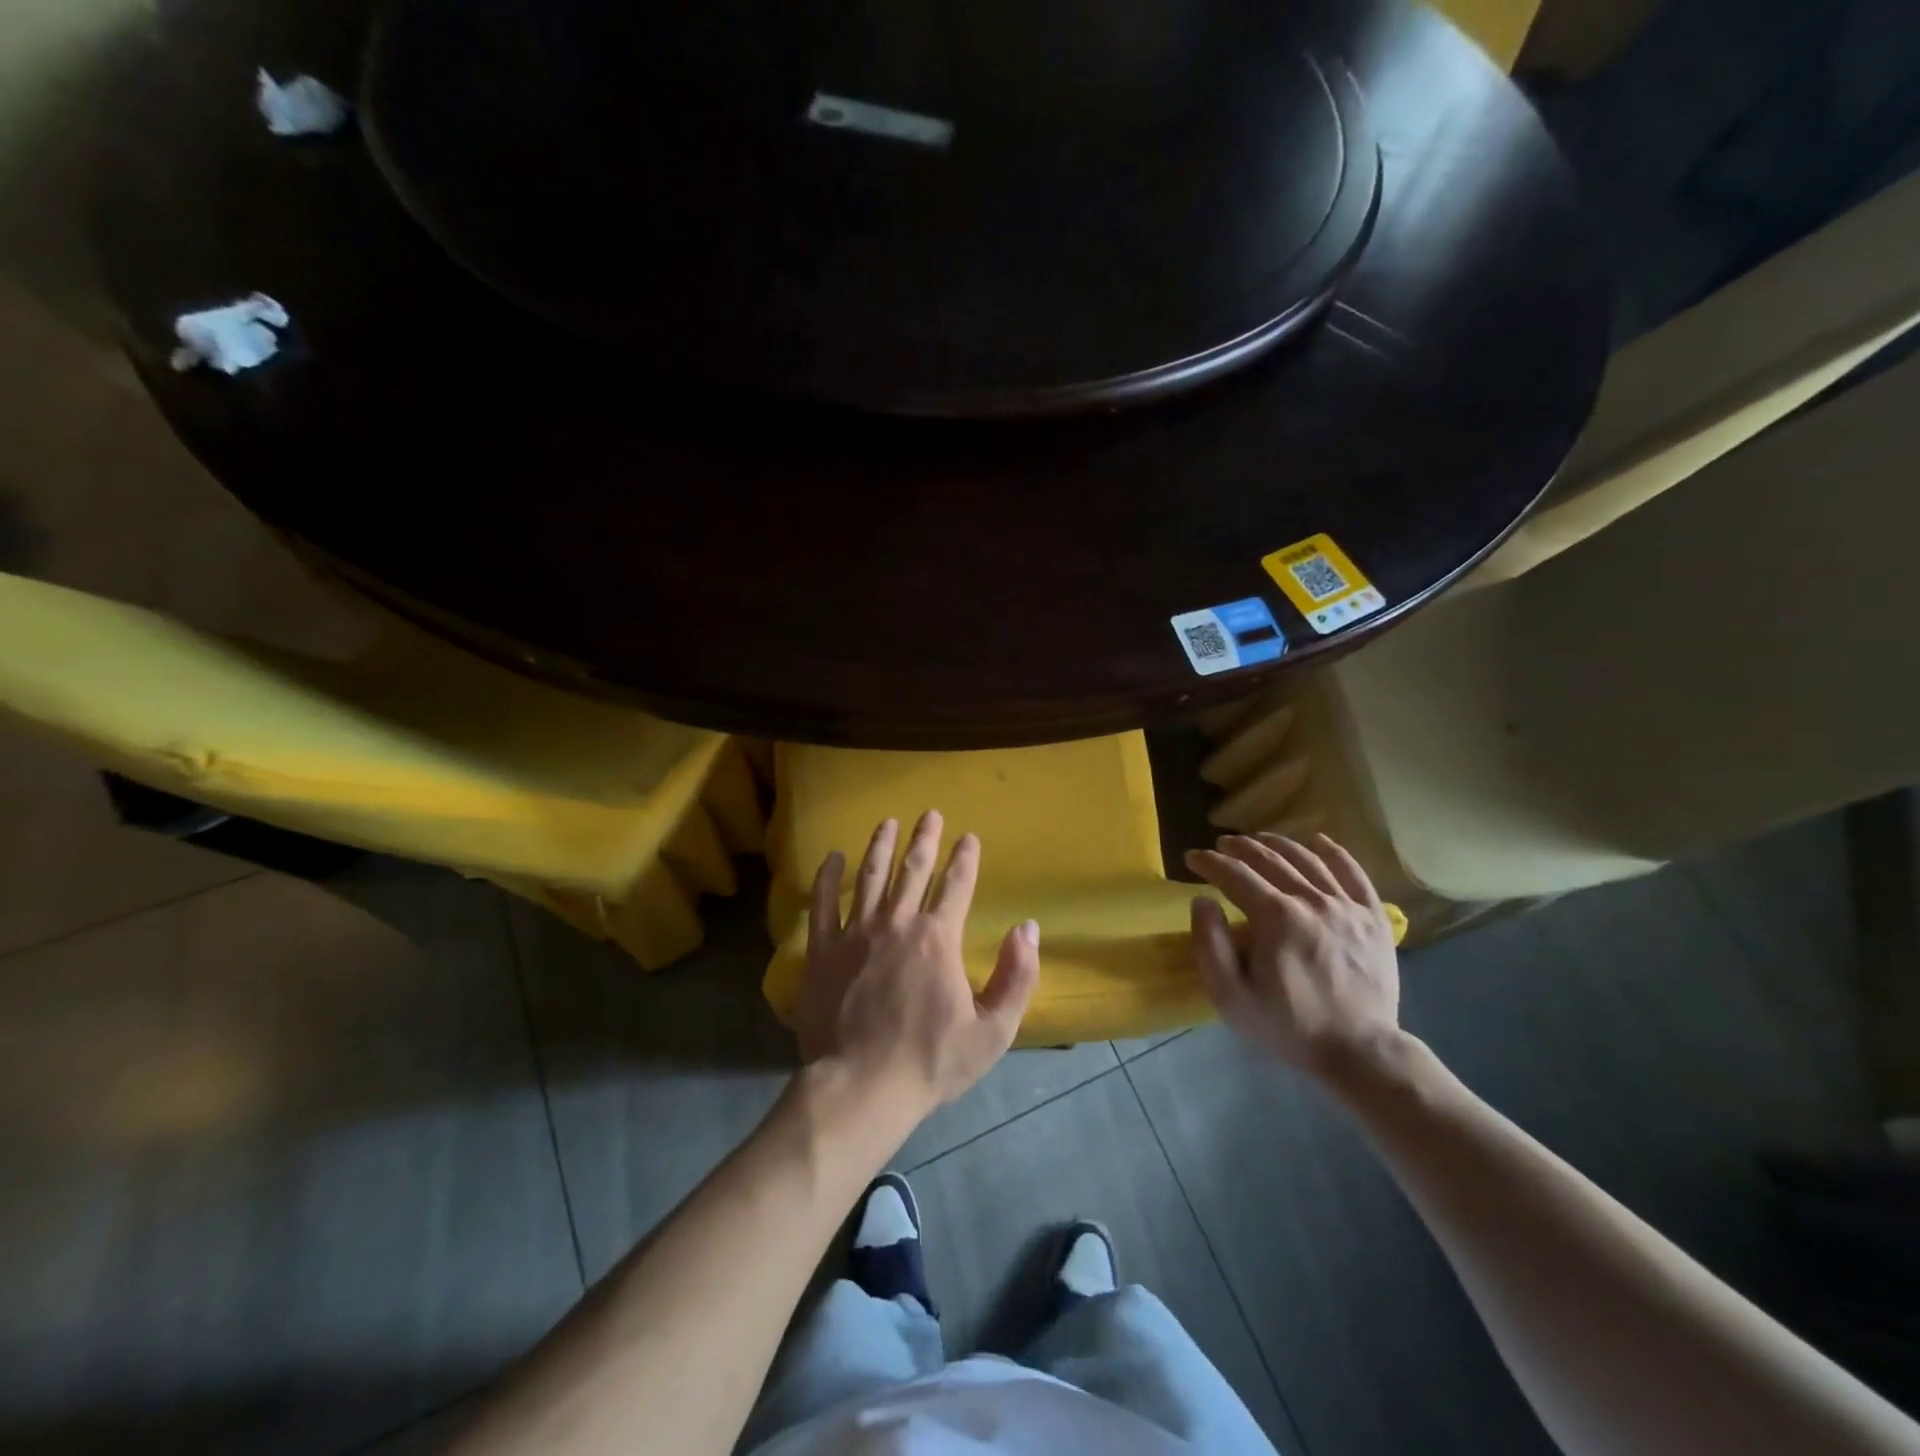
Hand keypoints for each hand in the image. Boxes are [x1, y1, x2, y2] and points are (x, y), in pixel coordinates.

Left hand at [793, 812, 1039, 1116]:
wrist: (861, 1088)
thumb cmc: (930, 1062)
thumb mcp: (993, 1030)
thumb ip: (1017, 976)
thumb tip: (1028, 928)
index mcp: (938, 938)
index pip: (956, 885)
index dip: (965, 858)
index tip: (969, 837)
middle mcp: (897, 923)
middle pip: (912, 869)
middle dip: (924, 838)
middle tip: (930, 813)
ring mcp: (855, 933)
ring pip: (870, 877)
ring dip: (880, 846)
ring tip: (888, 822)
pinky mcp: (822, 950)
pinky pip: (823, 904)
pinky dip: (828, 877)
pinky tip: (832, 856)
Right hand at [1184, 832, 1402, 1078]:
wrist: (1361, 1053)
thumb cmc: (1289, 1026)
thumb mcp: (1231, 997)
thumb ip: (1210, 944)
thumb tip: (1202, 900)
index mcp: (1275, 917)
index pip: (1234, 874)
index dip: (1209, 862)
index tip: (1192, 858)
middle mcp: (1312, 900)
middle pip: (1270, 859)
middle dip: (1239, 847)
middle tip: (1221, 844)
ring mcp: (1347, 906)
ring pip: (1308, 859)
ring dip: (1277, 843)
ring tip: (1258, 839)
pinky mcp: (1373, 917)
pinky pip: (1353, 873)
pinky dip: (1334, 852)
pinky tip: (1318, 841)